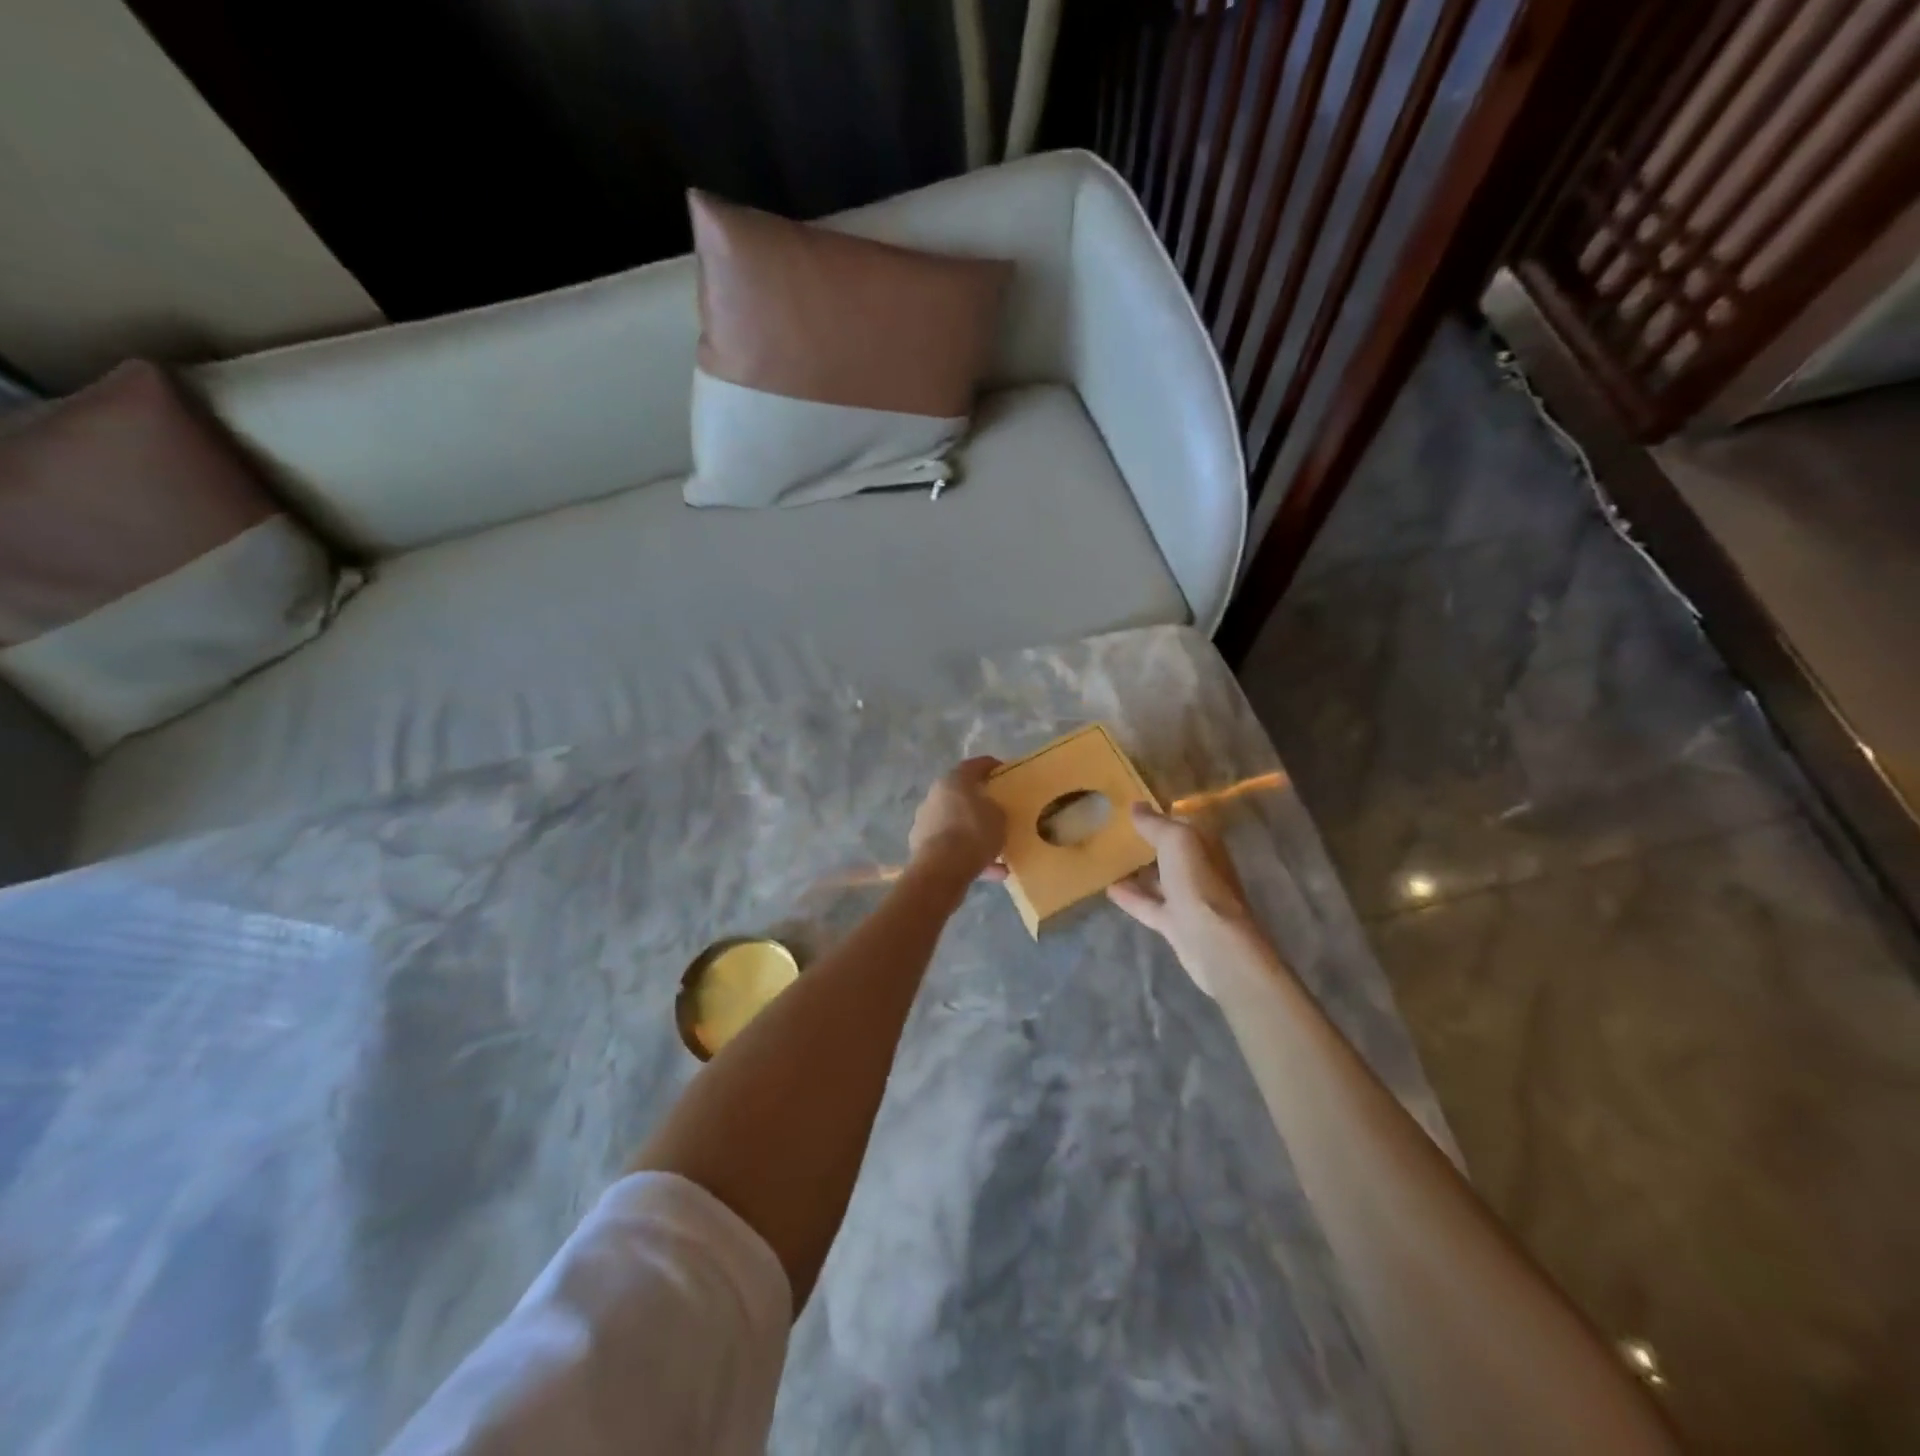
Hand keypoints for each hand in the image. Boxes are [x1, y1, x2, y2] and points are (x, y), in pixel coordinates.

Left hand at [909, 757, 1007, 882]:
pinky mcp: (922, 848)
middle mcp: (934, 797)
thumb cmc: (973, 833)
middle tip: (998, 810)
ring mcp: (925, 823)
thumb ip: (996, 809)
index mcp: (953, 781)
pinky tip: (994, 872)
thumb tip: (990, 811)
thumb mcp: (999, 817)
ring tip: (999, 849)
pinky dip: (970, 856)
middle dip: (980, 803)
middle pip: (961, 795)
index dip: (991, 766)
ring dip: (975, 834)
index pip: (974, 765)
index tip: (1005, 771)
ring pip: (956, 824)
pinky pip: (952, 848)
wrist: (940, 870)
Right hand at [1107, 805, 1259, 995]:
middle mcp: (1200, 869)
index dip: (1159, 814)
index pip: (1181, 822)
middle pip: (1171, 851)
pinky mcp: (1175, 922)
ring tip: (1108, 858)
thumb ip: (1155, 824)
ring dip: (1138, 870)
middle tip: (1113, 832)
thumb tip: (1136, 806)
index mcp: (1206, 845)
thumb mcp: (1177, 841)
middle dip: (1147, 842)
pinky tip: (1108, 888)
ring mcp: (1188, 898)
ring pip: (1160, 879)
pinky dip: (1131, 896)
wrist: (1213, 941)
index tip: (1130, 808)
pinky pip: (1149, 904)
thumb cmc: (1198, 883)